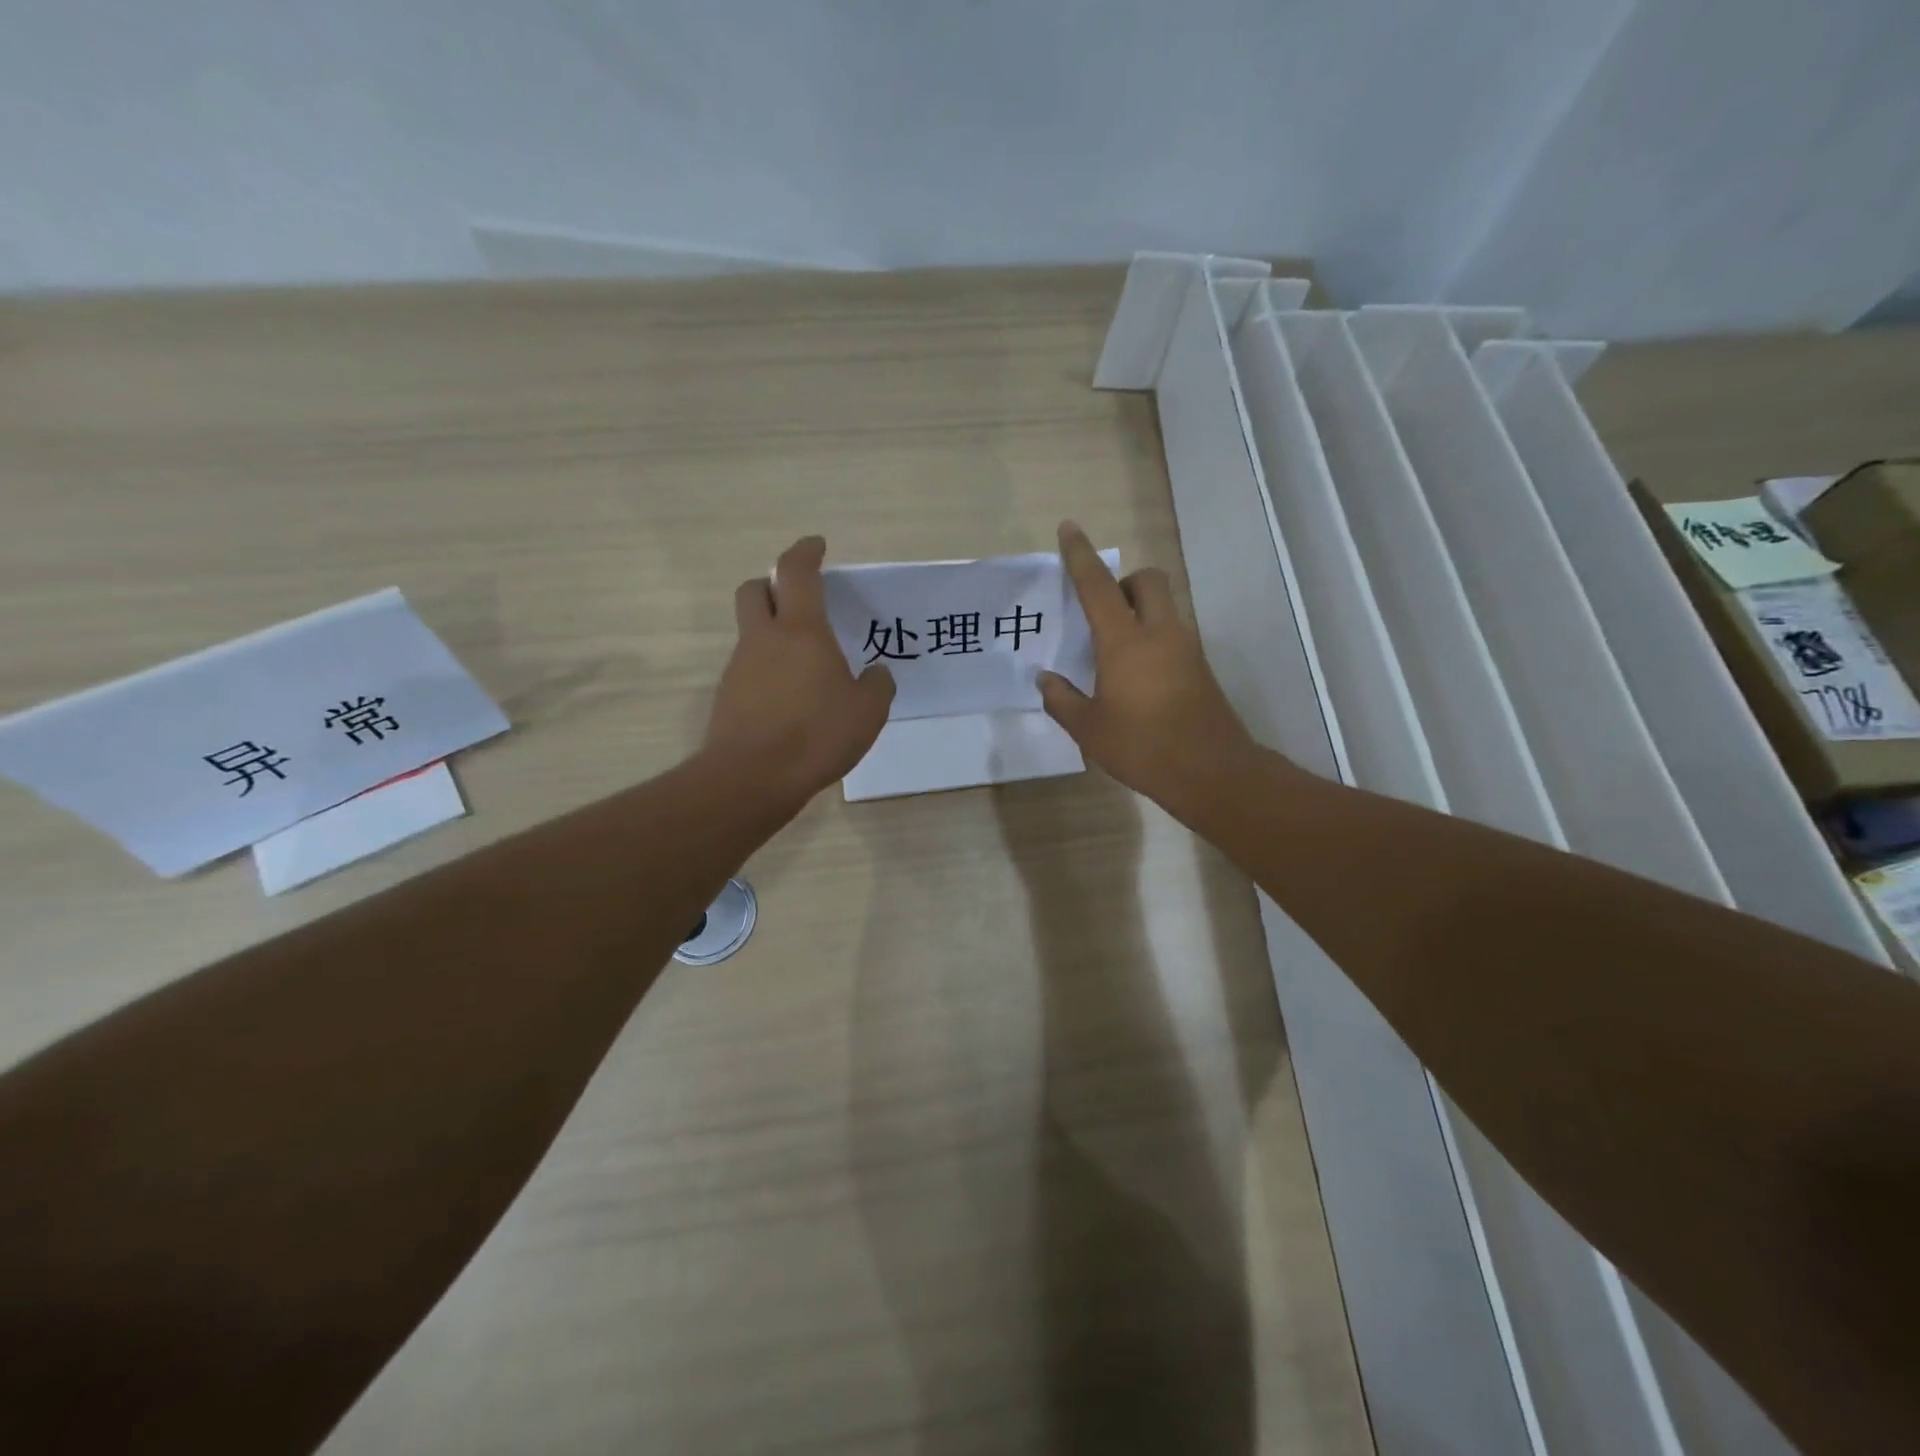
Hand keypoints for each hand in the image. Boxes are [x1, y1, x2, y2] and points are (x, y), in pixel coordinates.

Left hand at [705, 536, 894, 806]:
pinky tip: (790, 700)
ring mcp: (740, 667)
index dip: (805, 552)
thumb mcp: (868, 712)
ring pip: (751, 633)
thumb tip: (877, 672)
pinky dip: (767, 671)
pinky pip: (749, 669)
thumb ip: (878, 685)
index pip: (796, 573)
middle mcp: (764, 639)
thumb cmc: (816, 734)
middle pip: (755, 590)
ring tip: (805, 665)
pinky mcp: (728, 697)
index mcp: (801, 631)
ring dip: (772, 634)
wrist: (752, 778)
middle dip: (772, 584)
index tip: (816, 546)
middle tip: (797, 599)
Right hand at [1039, 522, 1257, 818]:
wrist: (1211, 772)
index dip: (1080, 555)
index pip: (1098, 586)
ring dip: (1139, 612)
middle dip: (1123, 582)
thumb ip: (1062, 700)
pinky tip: (1137, 679)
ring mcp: (1186, 649)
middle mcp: (1160, 634)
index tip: (1069, 528)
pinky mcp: (1200, 669)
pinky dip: (1153, 639)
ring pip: (1164, 607)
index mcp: (1125, 642)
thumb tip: (1045, 680)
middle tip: (1102, 613)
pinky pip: (1173, 635)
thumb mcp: (1089, 729)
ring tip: (1114, 654)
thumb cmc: (1142, 747)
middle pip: (1147, 580)